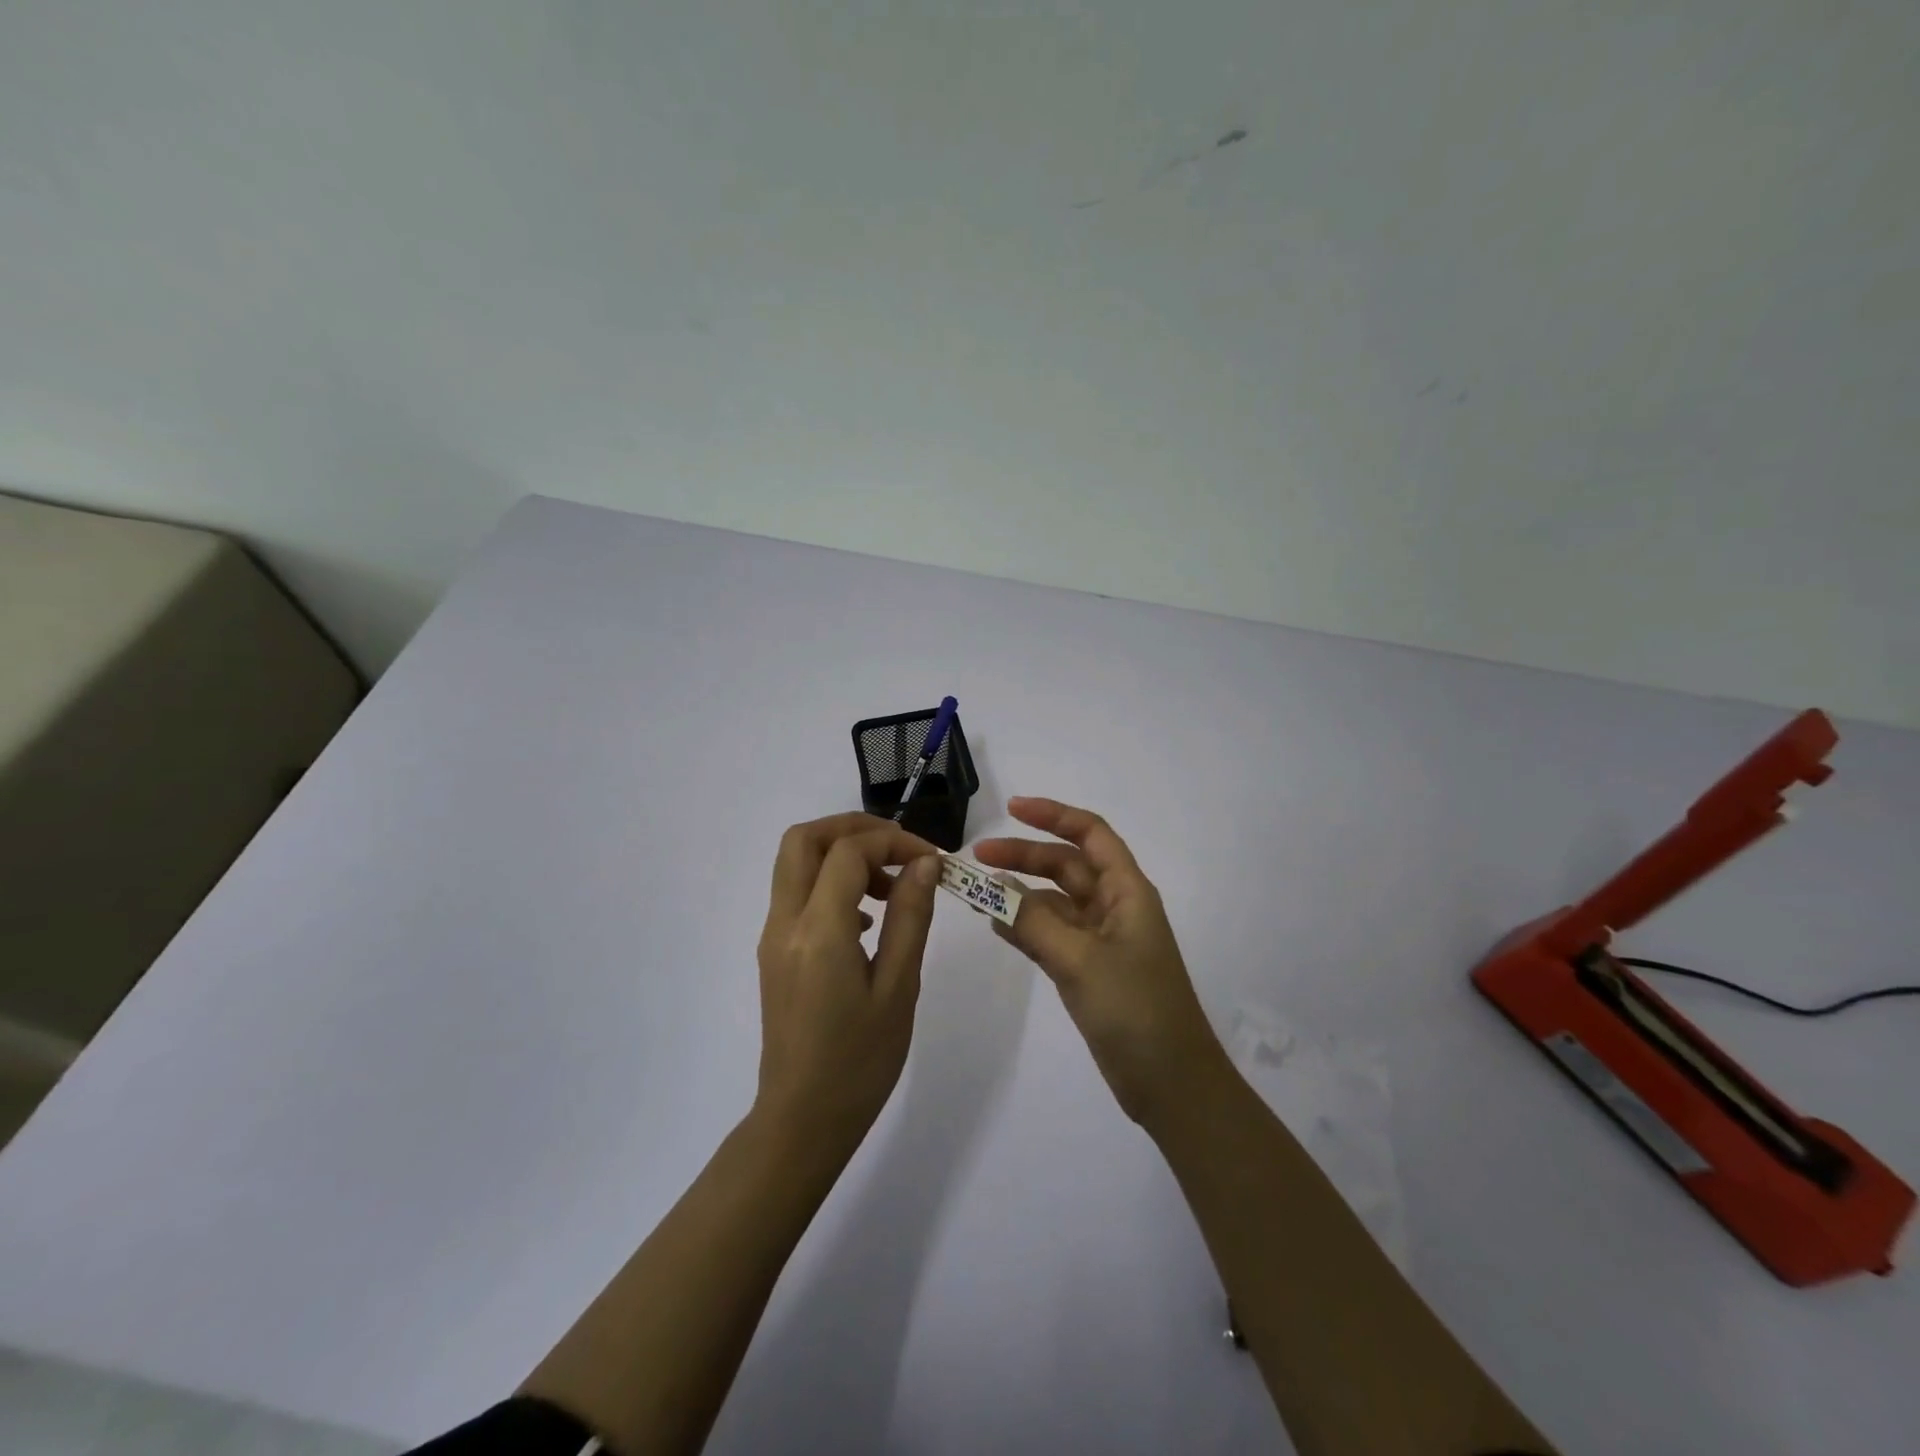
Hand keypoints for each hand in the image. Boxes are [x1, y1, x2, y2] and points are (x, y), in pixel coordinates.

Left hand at [754, 813, 942, 1160]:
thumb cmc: (860, 1062)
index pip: (848, 852)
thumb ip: (910, 917)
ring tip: (890, 886)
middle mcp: (785, 922)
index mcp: (818, 931)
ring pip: (796, 862)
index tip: (932, 860)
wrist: (802, 1121)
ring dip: (842, 853)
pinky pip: (797, 893)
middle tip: (899, 849)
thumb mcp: (898, 988)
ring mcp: (773, 936)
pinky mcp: (774, 951)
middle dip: (854, 829)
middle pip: (804, 839)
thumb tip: (924, 863)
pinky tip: (869, 919)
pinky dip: (830, 881)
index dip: (893, 841)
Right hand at [975, 798, 1224, 1127]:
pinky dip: (1025, 926)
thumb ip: (1033, 923)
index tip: (1011, 809)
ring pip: (1055, 901)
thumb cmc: (1136, 1011)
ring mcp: (1102, 940)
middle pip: (1066, 865)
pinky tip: (996, 924)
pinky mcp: (1090, 970)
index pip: (1090, 834)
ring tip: (977, 892)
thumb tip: (993, 890)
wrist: (1171, 1085)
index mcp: (1127, 891)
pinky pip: (1052, 934)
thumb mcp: (1081, 960)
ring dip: (1020, 893)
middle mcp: (1115, 907)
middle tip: (977, 858)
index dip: (1053, 815)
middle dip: (1024, 855)